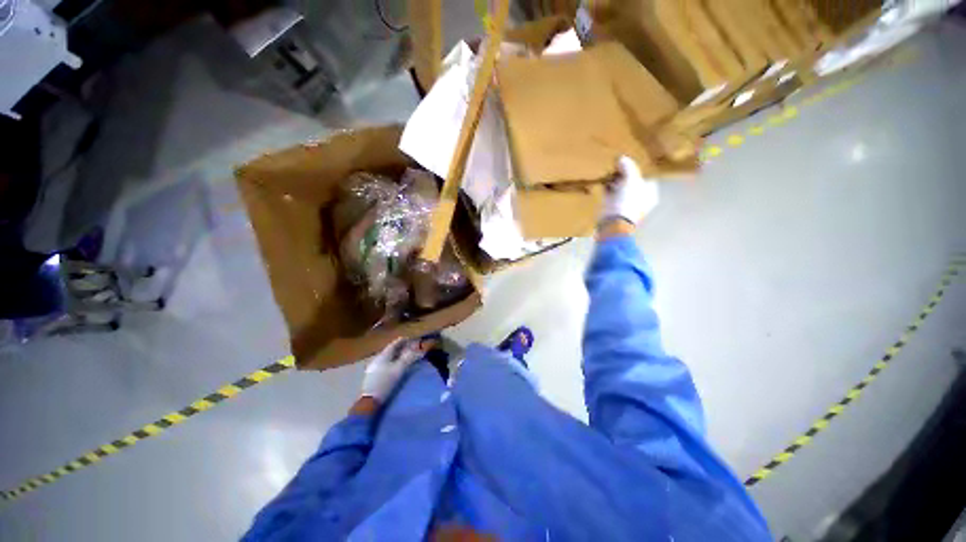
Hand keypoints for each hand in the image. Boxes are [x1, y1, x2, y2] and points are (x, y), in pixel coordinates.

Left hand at [360, 338, 422, 401]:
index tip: (411, 339)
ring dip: (396, 355)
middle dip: (400, 348)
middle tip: (409, 348)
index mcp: (383, 355)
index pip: (394, 343)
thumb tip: (419, 350)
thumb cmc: (386, 382)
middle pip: (390, 350)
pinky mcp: (372, 375)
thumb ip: (409, 358)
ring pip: (387, 357)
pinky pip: (384, 364)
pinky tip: (394, 367)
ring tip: (404, 357)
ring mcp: (373, 367)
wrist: (370, 400)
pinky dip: (391, 362)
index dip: (403, 340)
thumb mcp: (399, 369)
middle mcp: (377, 358)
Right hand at [599, 156, 659, 229]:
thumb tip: (622, 158)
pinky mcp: (612, 207)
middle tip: (617, 165)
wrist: (612, 223)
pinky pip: (610, 193)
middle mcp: (639, 199)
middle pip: (632, 181)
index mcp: (650, 193)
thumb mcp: (631, 180)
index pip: (646, 176)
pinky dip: (607, 188)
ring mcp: (625, 204)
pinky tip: (603, 181)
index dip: (638, 168)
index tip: (629, 162)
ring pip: (620, 188)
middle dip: (625, 174)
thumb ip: (629, 167)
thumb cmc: (627, 202)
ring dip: (615, 180)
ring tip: (609, 171)